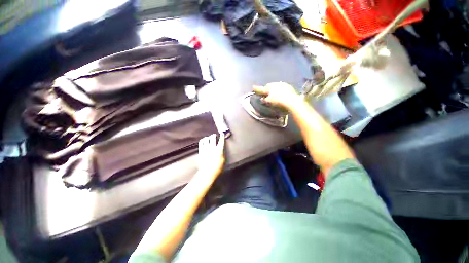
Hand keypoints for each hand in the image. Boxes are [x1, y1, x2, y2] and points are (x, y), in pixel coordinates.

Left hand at [197, 134, 224, 180]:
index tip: (222, 134)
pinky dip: (202, 140)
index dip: (222, 136)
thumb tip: (221, 149)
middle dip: (214, 135)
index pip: (221, 141)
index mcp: (219, 149)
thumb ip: (222, 153)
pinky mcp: (200, 151)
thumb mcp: (223, 160)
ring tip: (208, 137)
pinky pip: (201, 143)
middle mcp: (212, 147)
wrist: (207, 172)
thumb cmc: (217, 168)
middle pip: (213, 138)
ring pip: (206, 139)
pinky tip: (203, 140)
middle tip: (214, 135)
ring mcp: (206, 148)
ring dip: (208, 137)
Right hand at [253, 82, 300, 108]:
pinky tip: (282, 95)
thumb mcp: (269, 102)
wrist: (291, 101)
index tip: (255, 89)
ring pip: (276, 86)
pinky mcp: (289, 87)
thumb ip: (264, 99)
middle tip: (268, 95)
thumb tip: (262, 99)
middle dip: (268, 90)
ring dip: (275, 90)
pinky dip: (281, 91)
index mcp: (270, 87)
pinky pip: (283, 88)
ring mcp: (283, 84)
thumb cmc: (278, 101)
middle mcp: (276, 84)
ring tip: (275, 95)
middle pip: (270, 86)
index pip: (262, 88)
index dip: (258, 89)